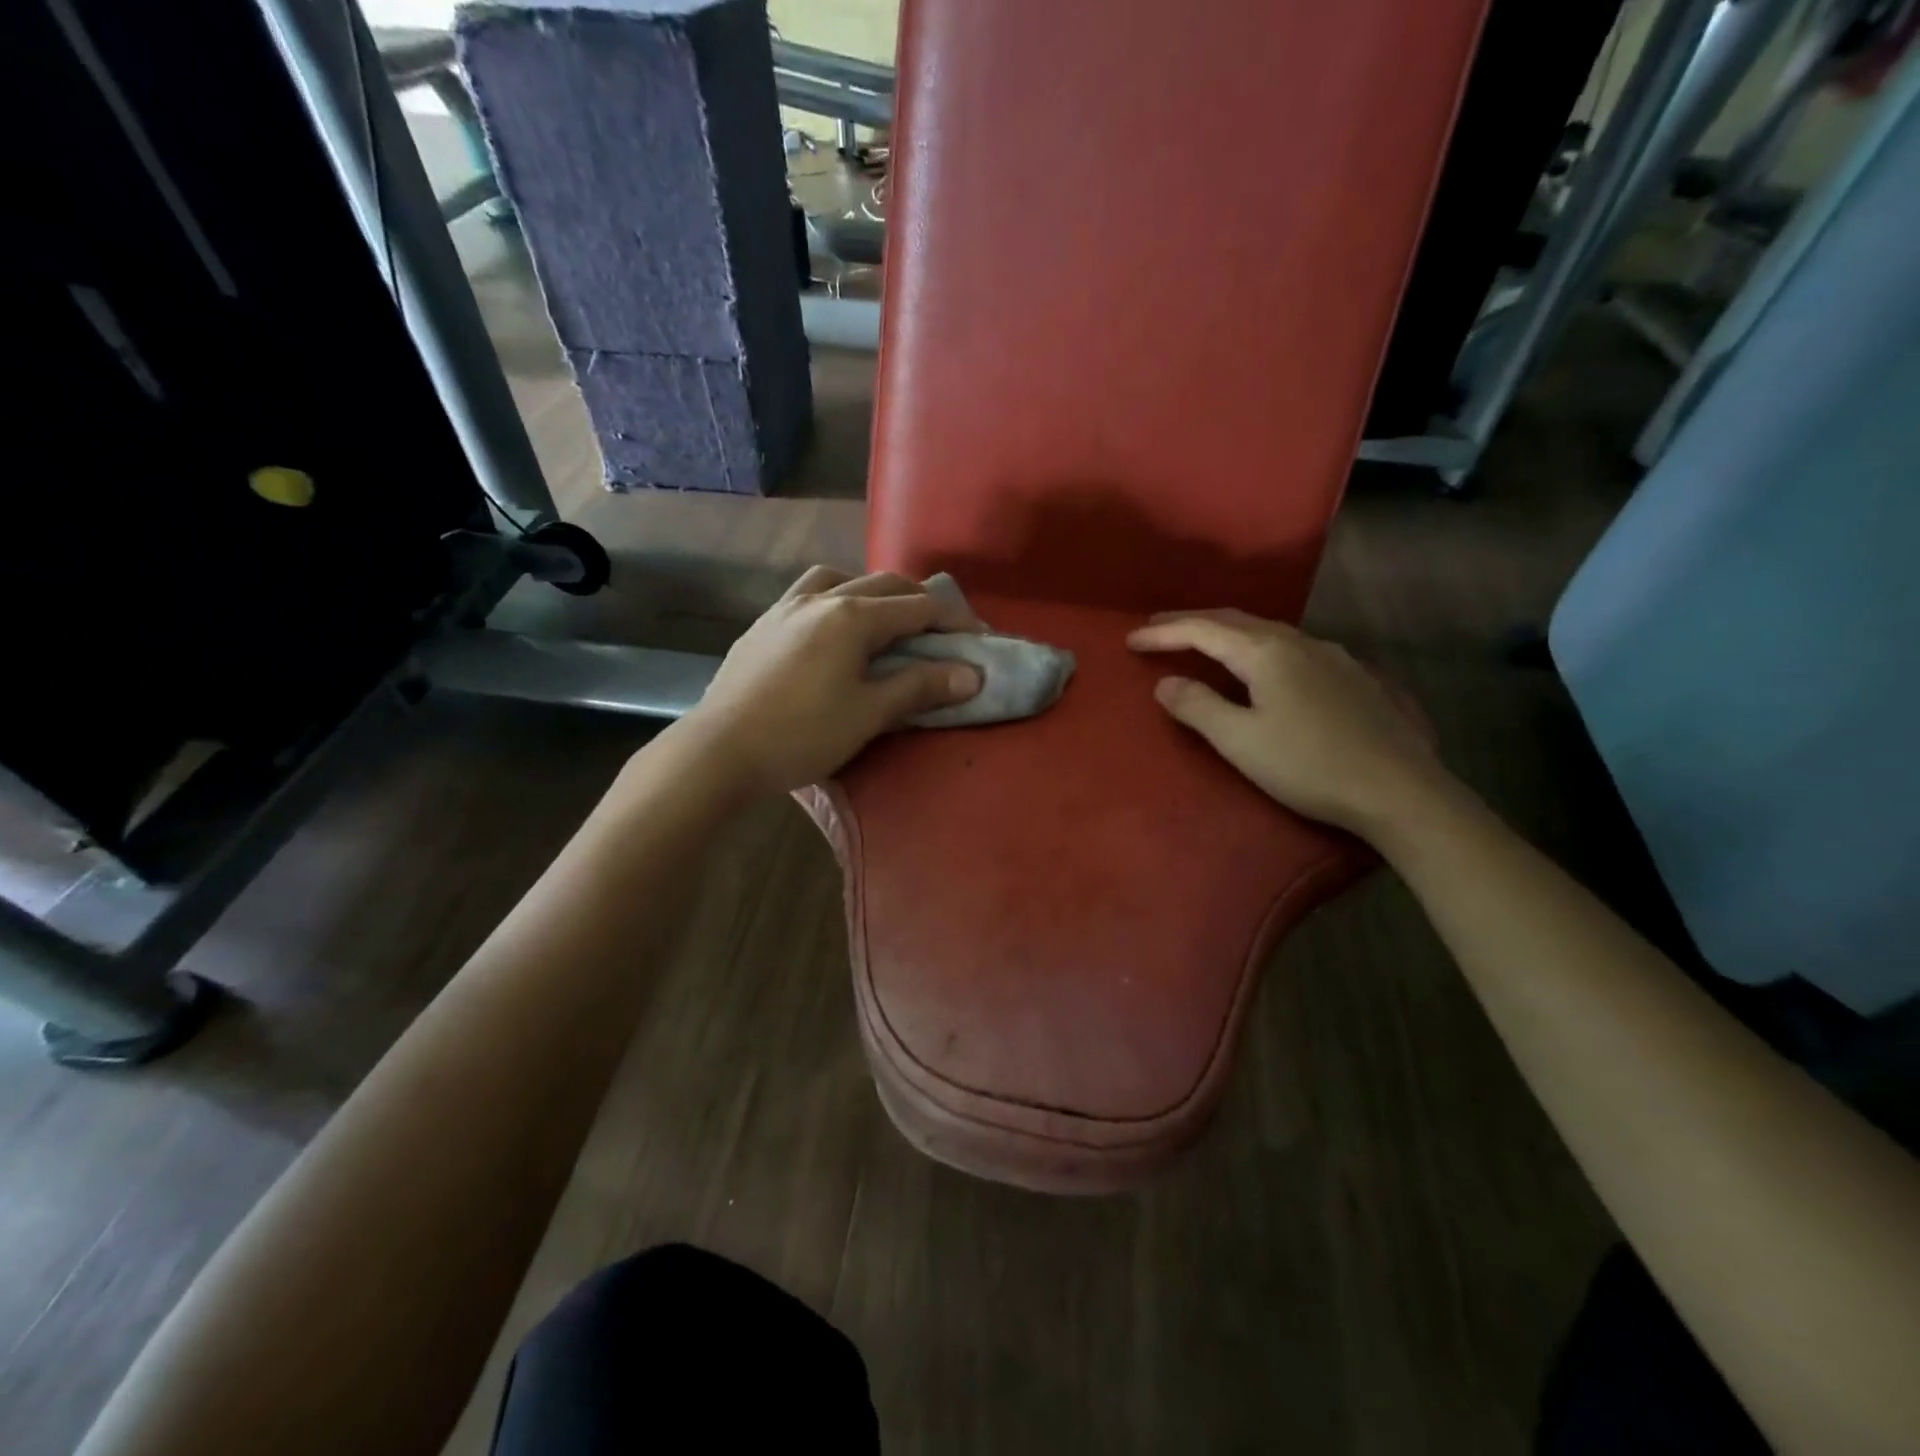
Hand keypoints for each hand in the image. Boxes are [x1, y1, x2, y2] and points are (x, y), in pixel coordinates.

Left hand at [682, 567, 982, 795]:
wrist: (718, 750)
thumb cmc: (801, 734)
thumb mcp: (869, 714)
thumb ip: (921, 687)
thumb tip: (973, 674)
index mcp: (854, 615)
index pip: (920, 606)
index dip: (955, 620)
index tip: (980, 640)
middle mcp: (823, 597)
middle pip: (886, 584)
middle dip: (922, 603)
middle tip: (943, 632)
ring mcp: (787, 606)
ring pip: (843, 579)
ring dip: (876, 592)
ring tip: (887, 621)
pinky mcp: (764, 624)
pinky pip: (811, 594)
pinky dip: (838, 598)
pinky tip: (834, 628)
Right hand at [1128, 609, 1446, 839]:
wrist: (1399, 790)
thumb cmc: (1309, 766)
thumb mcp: (1240, 741)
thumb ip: (1198, 707)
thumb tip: (1166, 683)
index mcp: (1267, 653)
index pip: (1203, 631)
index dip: (1164, 633)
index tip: (1131, 640)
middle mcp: (1300, 642)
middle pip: (1235, 621)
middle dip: (1192, 623)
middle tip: (1158, 629)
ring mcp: (1333, 657)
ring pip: (1267, 631)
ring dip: (1227, 633)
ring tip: (1203, 642)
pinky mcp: (1353, 677)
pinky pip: (1292, 647)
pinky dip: (1259, 647)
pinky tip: (1264, 665)